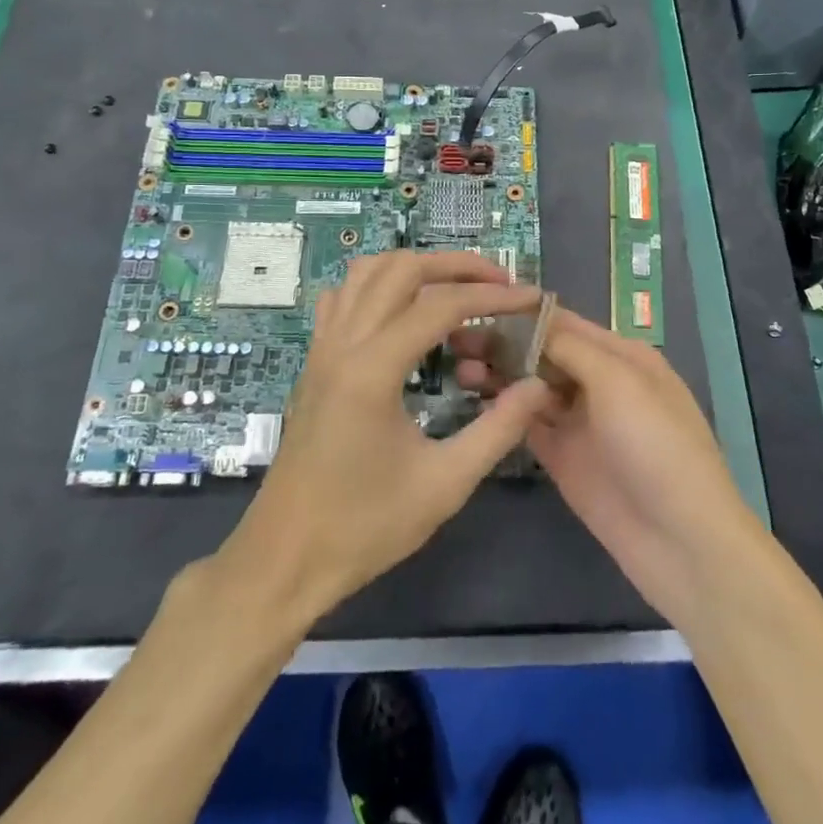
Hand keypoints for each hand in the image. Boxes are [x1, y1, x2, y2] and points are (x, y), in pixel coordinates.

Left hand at [219, 251, 548, 624]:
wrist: (284, 559)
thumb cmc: (364, 527)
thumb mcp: (445, 484)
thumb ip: (498, 429)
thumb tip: (538, 385)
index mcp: (373, 369)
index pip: (441, 304)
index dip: (493, 296)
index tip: (532, 299)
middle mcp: (343, 343)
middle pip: (401, 268)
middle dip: (455, 264)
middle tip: (500, 283)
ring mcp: (322, 349)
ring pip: (365, 272)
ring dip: (414, 267)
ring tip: (456, 287)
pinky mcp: (315, 362)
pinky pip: (342, 298)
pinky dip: (377, 286)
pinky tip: (401, 312)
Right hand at [451, 306, 759, 626]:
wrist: (680, 540)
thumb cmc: (656, 445)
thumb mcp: (619, 382)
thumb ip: (571, 348)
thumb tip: (528, 322)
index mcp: (621, 356)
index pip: (564, 323)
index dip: (522, 315)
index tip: (476, 308)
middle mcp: (599, 382)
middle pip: (543, 354)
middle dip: (503, 345)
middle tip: (455, 341)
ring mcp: (580, 422)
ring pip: (531, 387)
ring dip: (499, 375)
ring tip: (458, 369)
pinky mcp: (562, 458)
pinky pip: (528, 424)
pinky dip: (503, 411)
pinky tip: (473, 400)